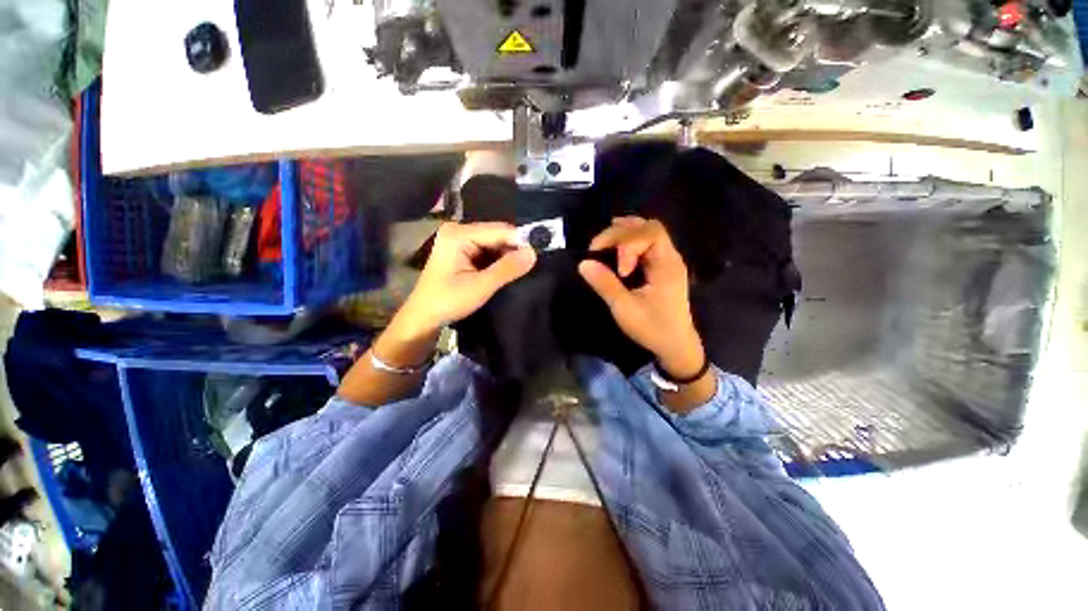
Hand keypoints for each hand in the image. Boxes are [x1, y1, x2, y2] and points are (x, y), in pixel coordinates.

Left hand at [396, 222, 536, 338]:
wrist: (424, 317)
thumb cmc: (448, 301)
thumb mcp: (481, 286)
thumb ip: (507, 269)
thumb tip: (533, 253)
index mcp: (459, 234)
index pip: (499, 231)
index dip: (521, 241)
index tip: (541, 252)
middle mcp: (458, 231)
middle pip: (496, 235)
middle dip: (515, 249)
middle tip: (534, 263)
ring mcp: (459, 240)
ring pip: (494, 243)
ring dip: (508, 256)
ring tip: (525, 267)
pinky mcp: (462, 251)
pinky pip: (487, 250)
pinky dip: (499, 260)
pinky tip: (509, 269)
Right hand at [578, 218, 704, 378]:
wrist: (676, 346)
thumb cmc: (653, 329)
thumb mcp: (625, 309)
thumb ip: (605, 284)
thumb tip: (583, 263)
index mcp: (667, 265)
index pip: (650, 234)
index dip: (628, 244)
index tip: (619, 270)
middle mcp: (670, 257)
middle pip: (649, 227)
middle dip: (621, 233)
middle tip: (597, 248)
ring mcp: (667, 261)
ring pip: (648, 232)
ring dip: (624, 233)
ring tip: (603, 242)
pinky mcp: (661, 268)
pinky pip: (646, 244)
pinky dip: (629, 241)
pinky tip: (615, 248)